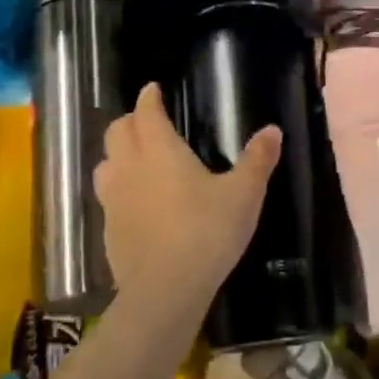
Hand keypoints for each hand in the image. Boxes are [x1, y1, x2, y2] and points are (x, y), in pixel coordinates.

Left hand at [93, 84, 281, 321]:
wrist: (166, 288)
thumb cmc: (207, 231)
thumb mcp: (243, 194)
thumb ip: (257, 160)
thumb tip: (273, 130)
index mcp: (160, 150)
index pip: (146, 112)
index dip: (149, 98)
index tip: (153, 89)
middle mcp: (130, 167)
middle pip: (117, 132)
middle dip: (130, 121)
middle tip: (147, 122)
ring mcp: (114, 199)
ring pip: (105, 164)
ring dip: (117, 154)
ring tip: (135, 159)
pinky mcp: (108, 230)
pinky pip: (107, 198)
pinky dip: (118, 190)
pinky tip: (135, 204)